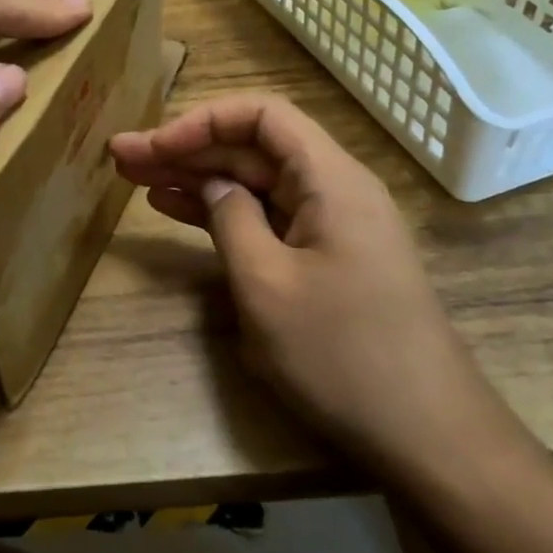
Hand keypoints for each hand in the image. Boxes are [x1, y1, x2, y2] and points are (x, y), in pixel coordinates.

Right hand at [110, 96, 522, 480]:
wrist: (428, 437)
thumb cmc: (343, 356)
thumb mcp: (266, 285)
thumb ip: (230, 219)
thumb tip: (213, 184)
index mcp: (330, 180)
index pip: (262, 116)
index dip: (201, 122)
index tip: (155, 146)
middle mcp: (333, 190)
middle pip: (252, 148)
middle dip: (186, 148)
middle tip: (123, 157)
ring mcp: (330, 226)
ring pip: (254, 182)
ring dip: (197, 178)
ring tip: (137, 179)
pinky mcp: (325, 259)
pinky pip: (267, 218)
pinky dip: (222, 212)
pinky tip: (178, 210)